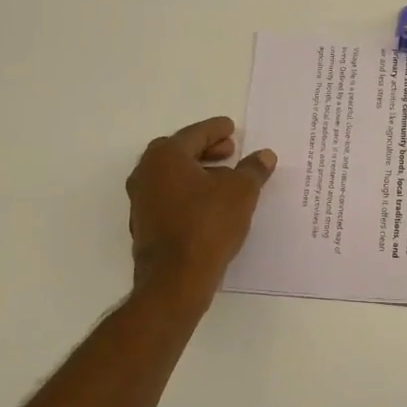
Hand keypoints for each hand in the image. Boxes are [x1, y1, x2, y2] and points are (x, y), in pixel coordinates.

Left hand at [126, 117, 276, 297]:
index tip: (231, 127)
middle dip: (207, 151)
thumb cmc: (208, 224)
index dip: (216, 130)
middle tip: (231, 151)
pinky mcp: (145, 226)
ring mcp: (141, 201)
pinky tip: (211, 207)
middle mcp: (146, 173)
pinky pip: (171, 199)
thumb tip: (264, 155)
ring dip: (199, 174)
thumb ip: (253, 170)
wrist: (175, 278)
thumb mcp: (241, 192)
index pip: (195, 134)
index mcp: (165, 156)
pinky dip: (190, 195)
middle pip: (180, 153)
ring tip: (227, 180)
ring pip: (174, 178)